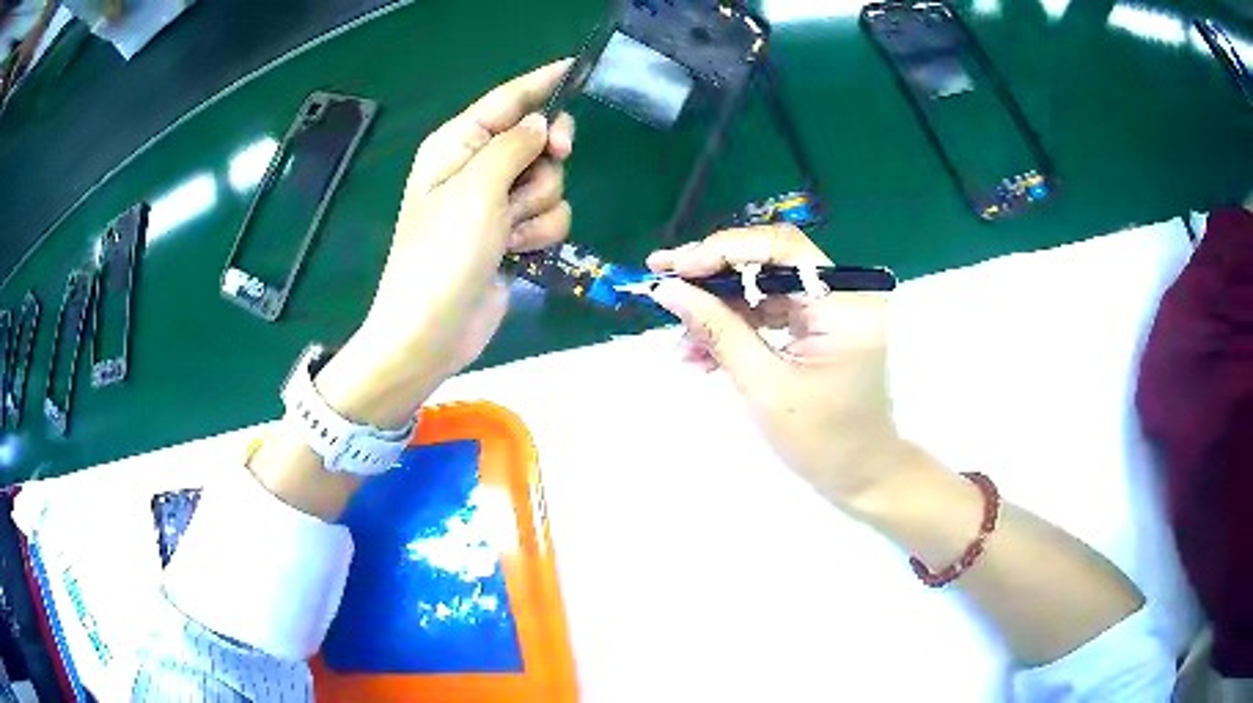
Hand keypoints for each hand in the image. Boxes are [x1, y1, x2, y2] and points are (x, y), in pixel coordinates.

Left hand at [315, 60, 575, 428]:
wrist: (431, 331)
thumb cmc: (441, 255)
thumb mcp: (476, 189)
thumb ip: (515, 146)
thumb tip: (542, 123)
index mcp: (457, 145)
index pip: (507, 100)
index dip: (542, 83)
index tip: (578, 67)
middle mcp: (477, 167)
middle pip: (538, 139)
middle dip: (546, 159)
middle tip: (552, 160)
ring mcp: (495, 204)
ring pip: (550, 182)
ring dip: (538, 207)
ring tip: (508, 232)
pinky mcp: (511, 236)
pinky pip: (549, 216)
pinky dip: (539, 234)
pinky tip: (515, 253)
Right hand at [646, 225, 914, 507]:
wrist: (859, 473)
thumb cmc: (820, 440)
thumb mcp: (762, 385)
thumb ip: (716, 329)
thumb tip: (668, 290)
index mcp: (845, 304)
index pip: (781, 249)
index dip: (724, 250)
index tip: (675, 267)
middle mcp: (845, 294)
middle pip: (770, 263)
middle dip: (713, 278)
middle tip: (664, 289)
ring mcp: (834, 308)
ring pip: (764, 287)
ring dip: (720, 310)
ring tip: (683, 345)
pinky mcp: (822, 324)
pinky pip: (772, 311)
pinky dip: (738, 327)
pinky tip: (705, 354)